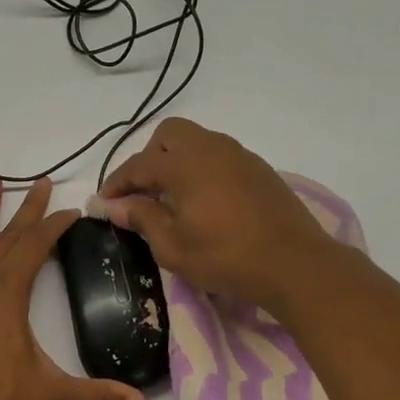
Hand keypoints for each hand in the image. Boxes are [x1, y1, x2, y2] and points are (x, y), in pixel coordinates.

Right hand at [100, 117, 346, 310]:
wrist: (295, 264)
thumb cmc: (226, 257)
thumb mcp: (173, 247)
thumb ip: (141, 218)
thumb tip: (113, 205)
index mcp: (185, 164)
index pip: (138, 165)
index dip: (116, 184)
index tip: (103, 204)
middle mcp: (211, 148)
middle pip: (168, 135)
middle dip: (148, 159)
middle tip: (142, 193)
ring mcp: (239, 155)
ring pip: (196, 142)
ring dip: (176, 162)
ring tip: (171, 198)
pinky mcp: (258, 169)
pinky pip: (218, 156)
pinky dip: (201, 170)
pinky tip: (204, 202)